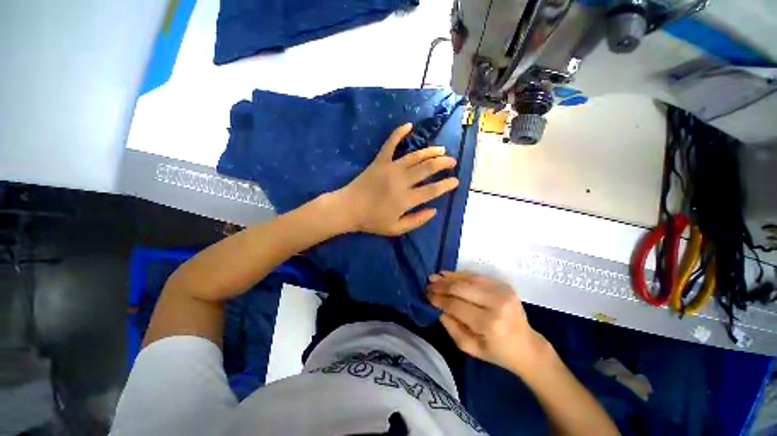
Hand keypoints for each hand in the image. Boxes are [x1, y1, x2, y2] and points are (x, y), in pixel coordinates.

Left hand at [337, 123, 458, 235]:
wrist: (348, 209)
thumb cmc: (372, 221)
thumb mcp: (396, 229)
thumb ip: (417, 221)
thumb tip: (434, 210)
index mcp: (406, 199)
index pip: (432, 190)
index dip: (446, 185)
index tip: (455, 181)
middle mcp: (401, 181)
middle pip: (427, 169)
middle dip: (443, 164)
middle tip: (452, 161)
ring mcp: (390, 168)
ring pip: (415, 156)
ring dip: (430, 151)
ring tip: (442, 150)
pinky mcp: (379, 161)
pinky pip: (390, 144)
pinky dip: (399, 133)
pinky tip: (409, 125)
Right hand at [427, 271, 551, 374]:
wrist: (526, 346)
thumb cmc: (496, 351)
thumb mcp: (469, 347)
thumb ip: (451, 326)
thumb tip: (437, 306)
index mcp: (489, 323)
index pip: (456, 305)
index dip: (439, 299)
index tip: (427, 295)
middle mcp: (497, 303)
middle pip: (461, 288)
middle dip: (441, 285)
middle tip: (428, 284)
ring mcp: (502, 291)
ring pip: (468, 279)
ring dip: (448, 277)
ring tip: (434, 277)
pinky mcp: (503, 285)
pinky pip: (476, 276)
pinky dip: (460, 275)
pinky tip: (448, 274)